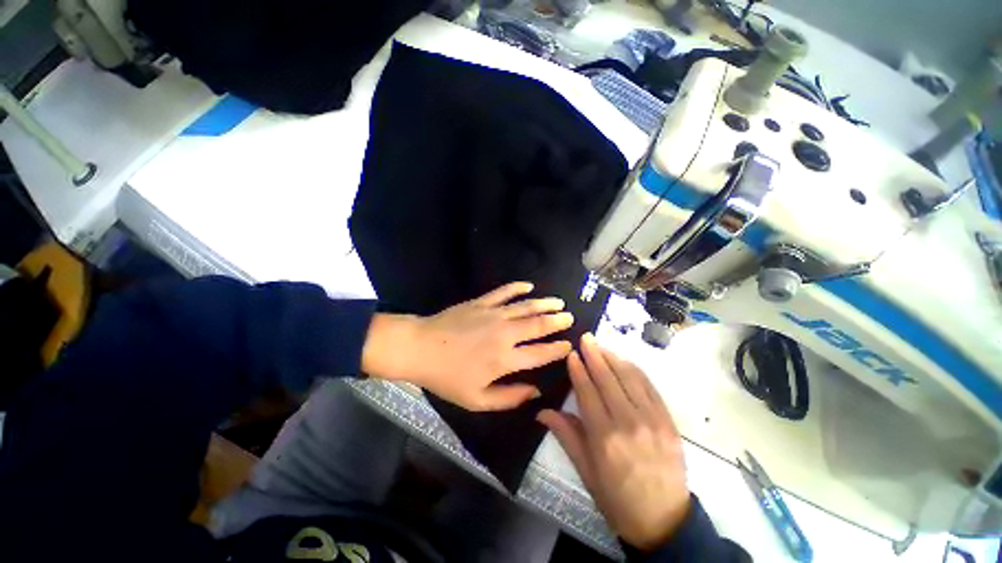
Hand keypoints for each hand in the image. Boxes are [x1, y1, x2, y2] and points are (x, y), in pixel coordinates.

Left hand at [362, 282, 573, 410]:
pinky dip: (518, 287)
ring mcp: (493, 314)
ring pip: (526, 306)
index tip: (569, 345)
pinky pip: (504, 292)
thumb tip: (535, 392)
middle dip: (557, 321)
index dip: (557, 349)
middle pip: (538, 325)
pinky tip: (529, 286)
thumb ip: (509, 398)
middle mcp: (505, 334)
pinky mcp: (481, 302)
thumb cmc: (448, 377)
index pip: (540, 353)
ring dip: (544, 303)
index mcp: (505, 359)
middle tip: (569, 317)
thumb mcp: (477, 400)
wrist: (421, 348)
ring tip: (558, 302)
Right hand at [538, 334, 690, 550]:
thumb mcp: (585, 471)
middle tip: (586, 337)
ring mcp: (652, 420)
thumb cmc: (617, 498)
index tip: (572, 353)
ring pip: (630, 378)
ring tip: (601, 346)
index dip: (578, 370)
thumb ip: (565, 435)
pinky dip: (636, 371)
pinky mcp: (669, 421)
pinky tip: (625, 362)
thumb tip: (542, 411)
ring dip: (614, 358)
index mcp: (604, 437)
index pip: (587, 392)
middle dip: (594, 355)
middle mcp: (628, 423)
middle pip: (608, 379)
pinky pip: (650, 388)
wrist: (664, 521)